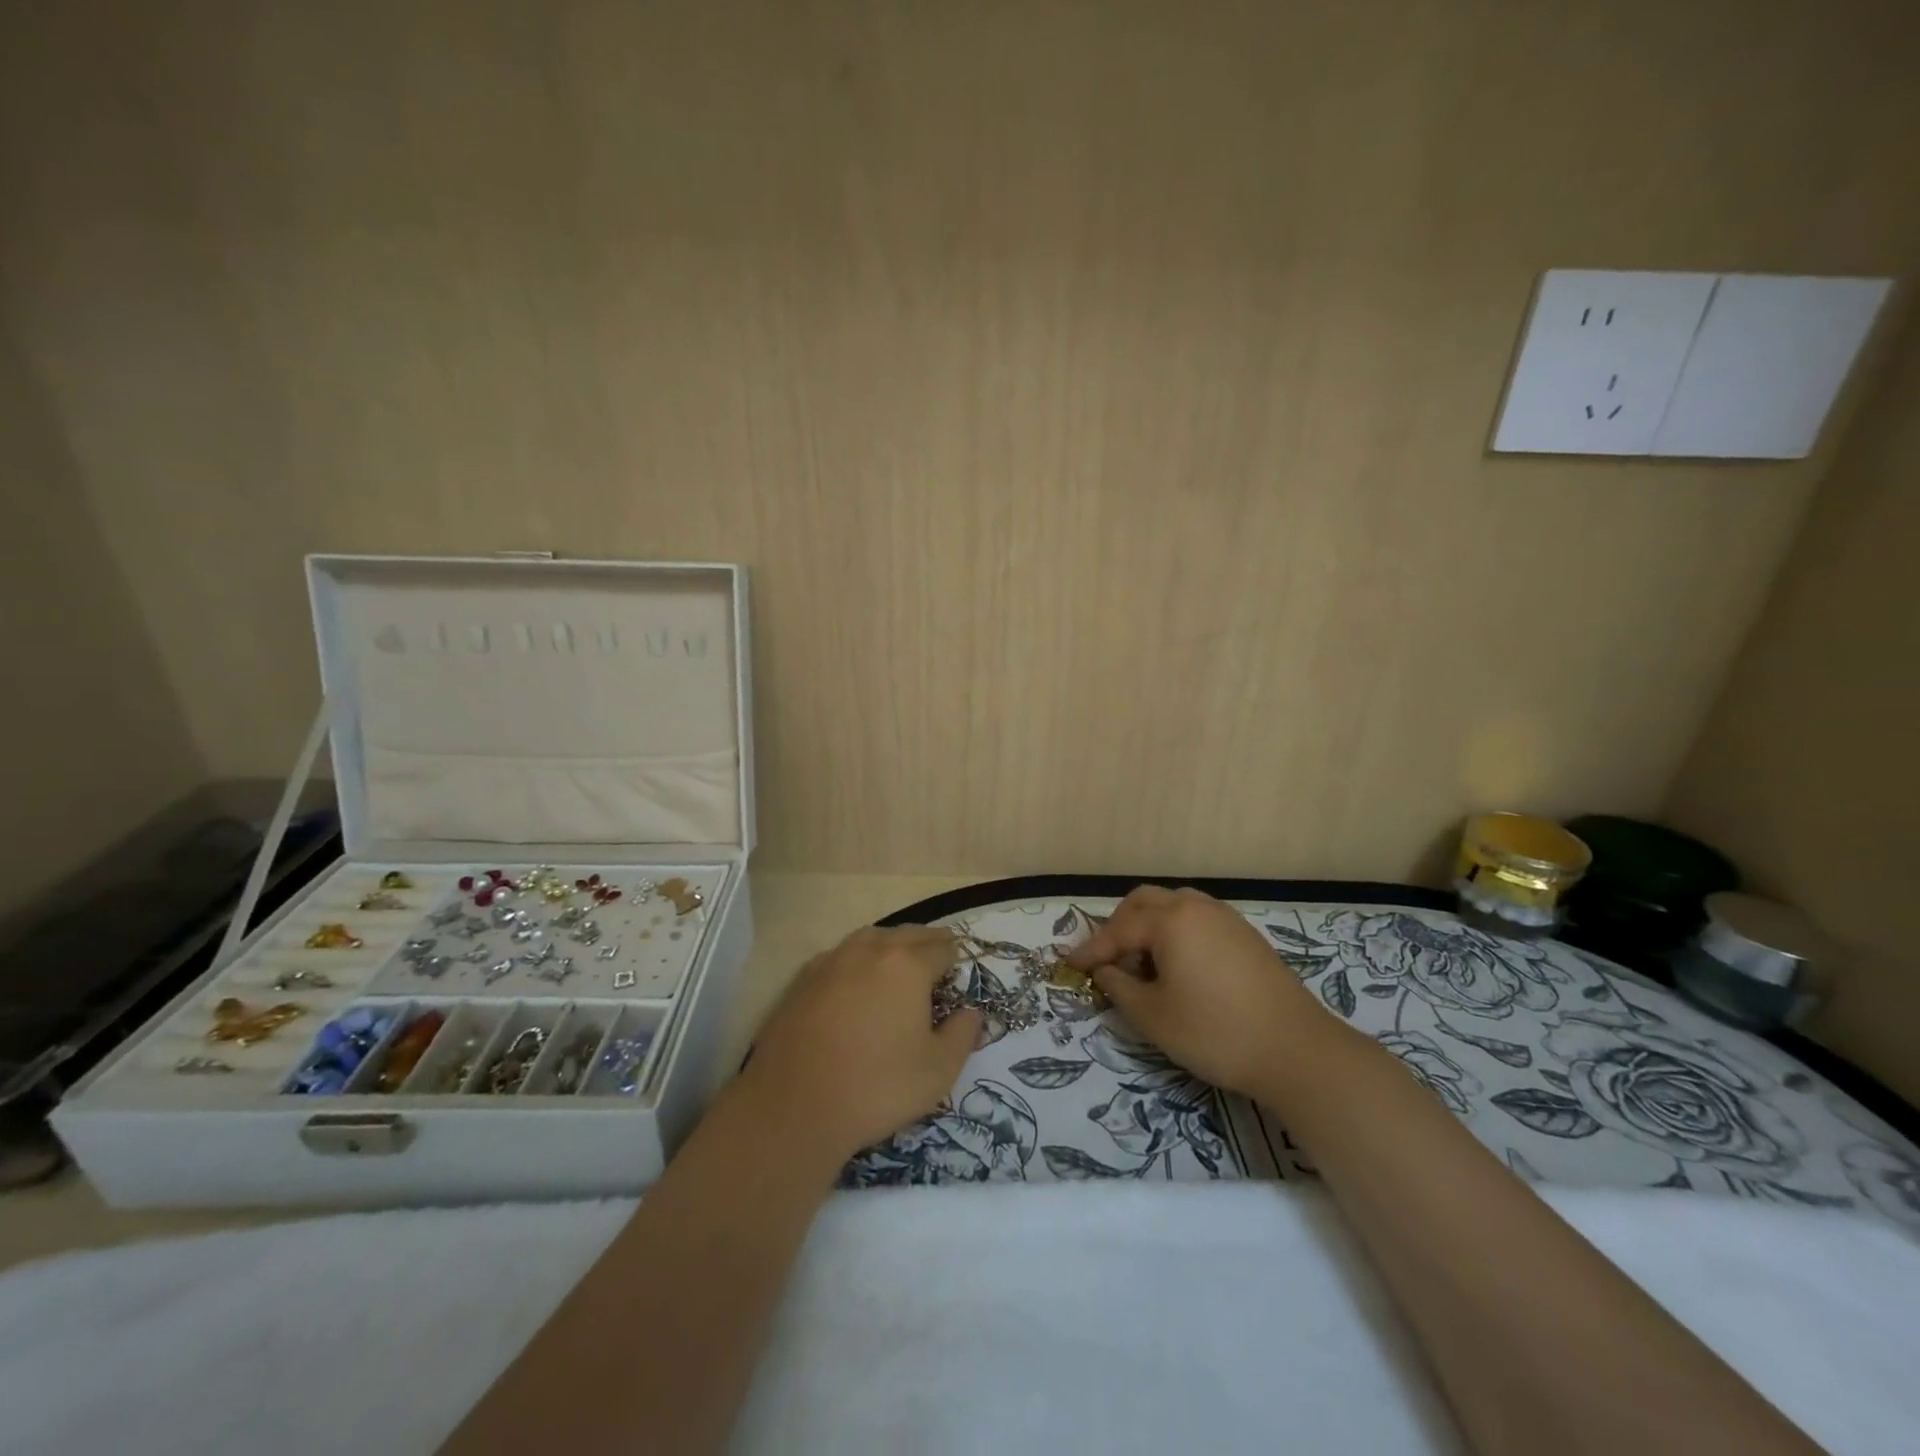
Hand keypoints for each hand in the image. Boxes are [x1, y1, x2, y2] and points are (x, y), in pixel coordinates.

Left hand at [744, 926, 982, 1160]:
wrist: (793, 1106)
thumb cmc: (877, 1087)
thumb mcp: (938, 1071)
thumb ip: (963, 1034)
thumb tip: (971, 1012)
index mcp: (907, 964)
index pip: (943, 948)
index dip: (955, 963)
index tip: (956, 981)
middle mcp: (870, 949)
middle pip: (908, 934)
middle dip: (927, 946)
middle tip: (937, 966)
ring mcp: (832, 960)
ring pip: (872, 939)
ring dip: (891, 947)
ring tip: (899, 969)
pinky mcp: (803, 978)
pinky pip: (841, 956)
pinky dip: (857, 962)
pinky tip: (856, 985)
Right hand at [1067, 886, 1332, 1100]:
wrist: (1297, 1051)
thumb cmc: (1215, 1032)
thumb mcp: (1154, 1016)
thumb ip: (1119, 988)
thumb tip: (1106, 972)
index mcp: (1170, 921)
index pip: (1118, 929)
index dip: (1091, 949)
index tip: (1069, 966)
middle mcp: (1196, 907)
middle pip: (1144, 902)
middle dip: (1118, 926)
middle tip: (1106, 959)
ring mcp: (1225, 918)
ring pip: (1173, 906)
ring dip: (1148, 926)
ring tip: (1141, 962)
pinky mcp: (1245, 936)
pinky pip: (1196, 919)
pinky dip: (1175, 932)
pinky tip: (1177, 966)